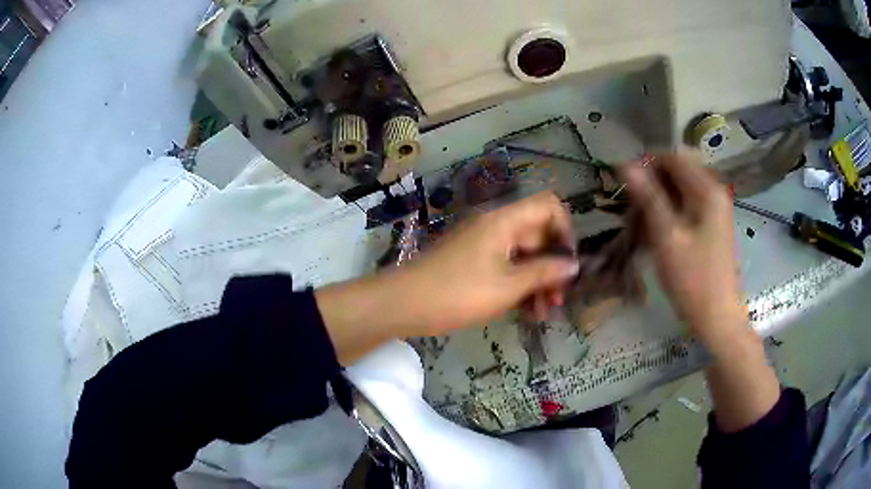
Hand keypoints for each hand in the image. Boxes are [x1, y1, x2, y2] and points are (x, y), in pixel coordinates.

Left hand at [401, 191, 579, 332]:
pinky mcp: (474, 262)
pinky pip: (507, 267)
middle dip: (552, 265)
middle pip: (538, 234)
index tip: (568, 263)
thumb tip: (574, 264)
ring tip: (542, 313)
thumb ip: (544, 273)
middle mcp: (497, 226)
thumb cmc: (459, 293)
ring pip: (523, 254)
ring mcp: (484, 244)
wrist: (404, 304)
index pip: (549, 206)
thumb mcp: (508, 286)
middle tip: (557, 299)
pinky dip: (519, 285)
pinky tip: (526, 311)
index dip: (565, 230)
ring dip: (537, 281)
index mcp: (505, 221)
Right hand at [622, 153, 745, 345]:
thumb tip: (624, 164)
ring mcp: (714, 209)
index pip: (672, 157)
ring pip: (679, 191)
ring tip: (640, 225)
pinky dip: (668, 215)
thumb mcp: (667, 237)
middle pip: (676, 172)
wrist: (717, 318)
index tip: (624, 185)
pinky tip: (655, 234)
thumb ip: (648, 198)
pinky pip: (685, 207)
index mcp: (707, 190)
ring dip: (657, 201)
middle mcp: (714, 192)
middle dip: (651, 185)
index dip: (646, 164)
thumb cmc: (693, 280)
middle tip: (631, 209)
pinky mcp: (711, 225)